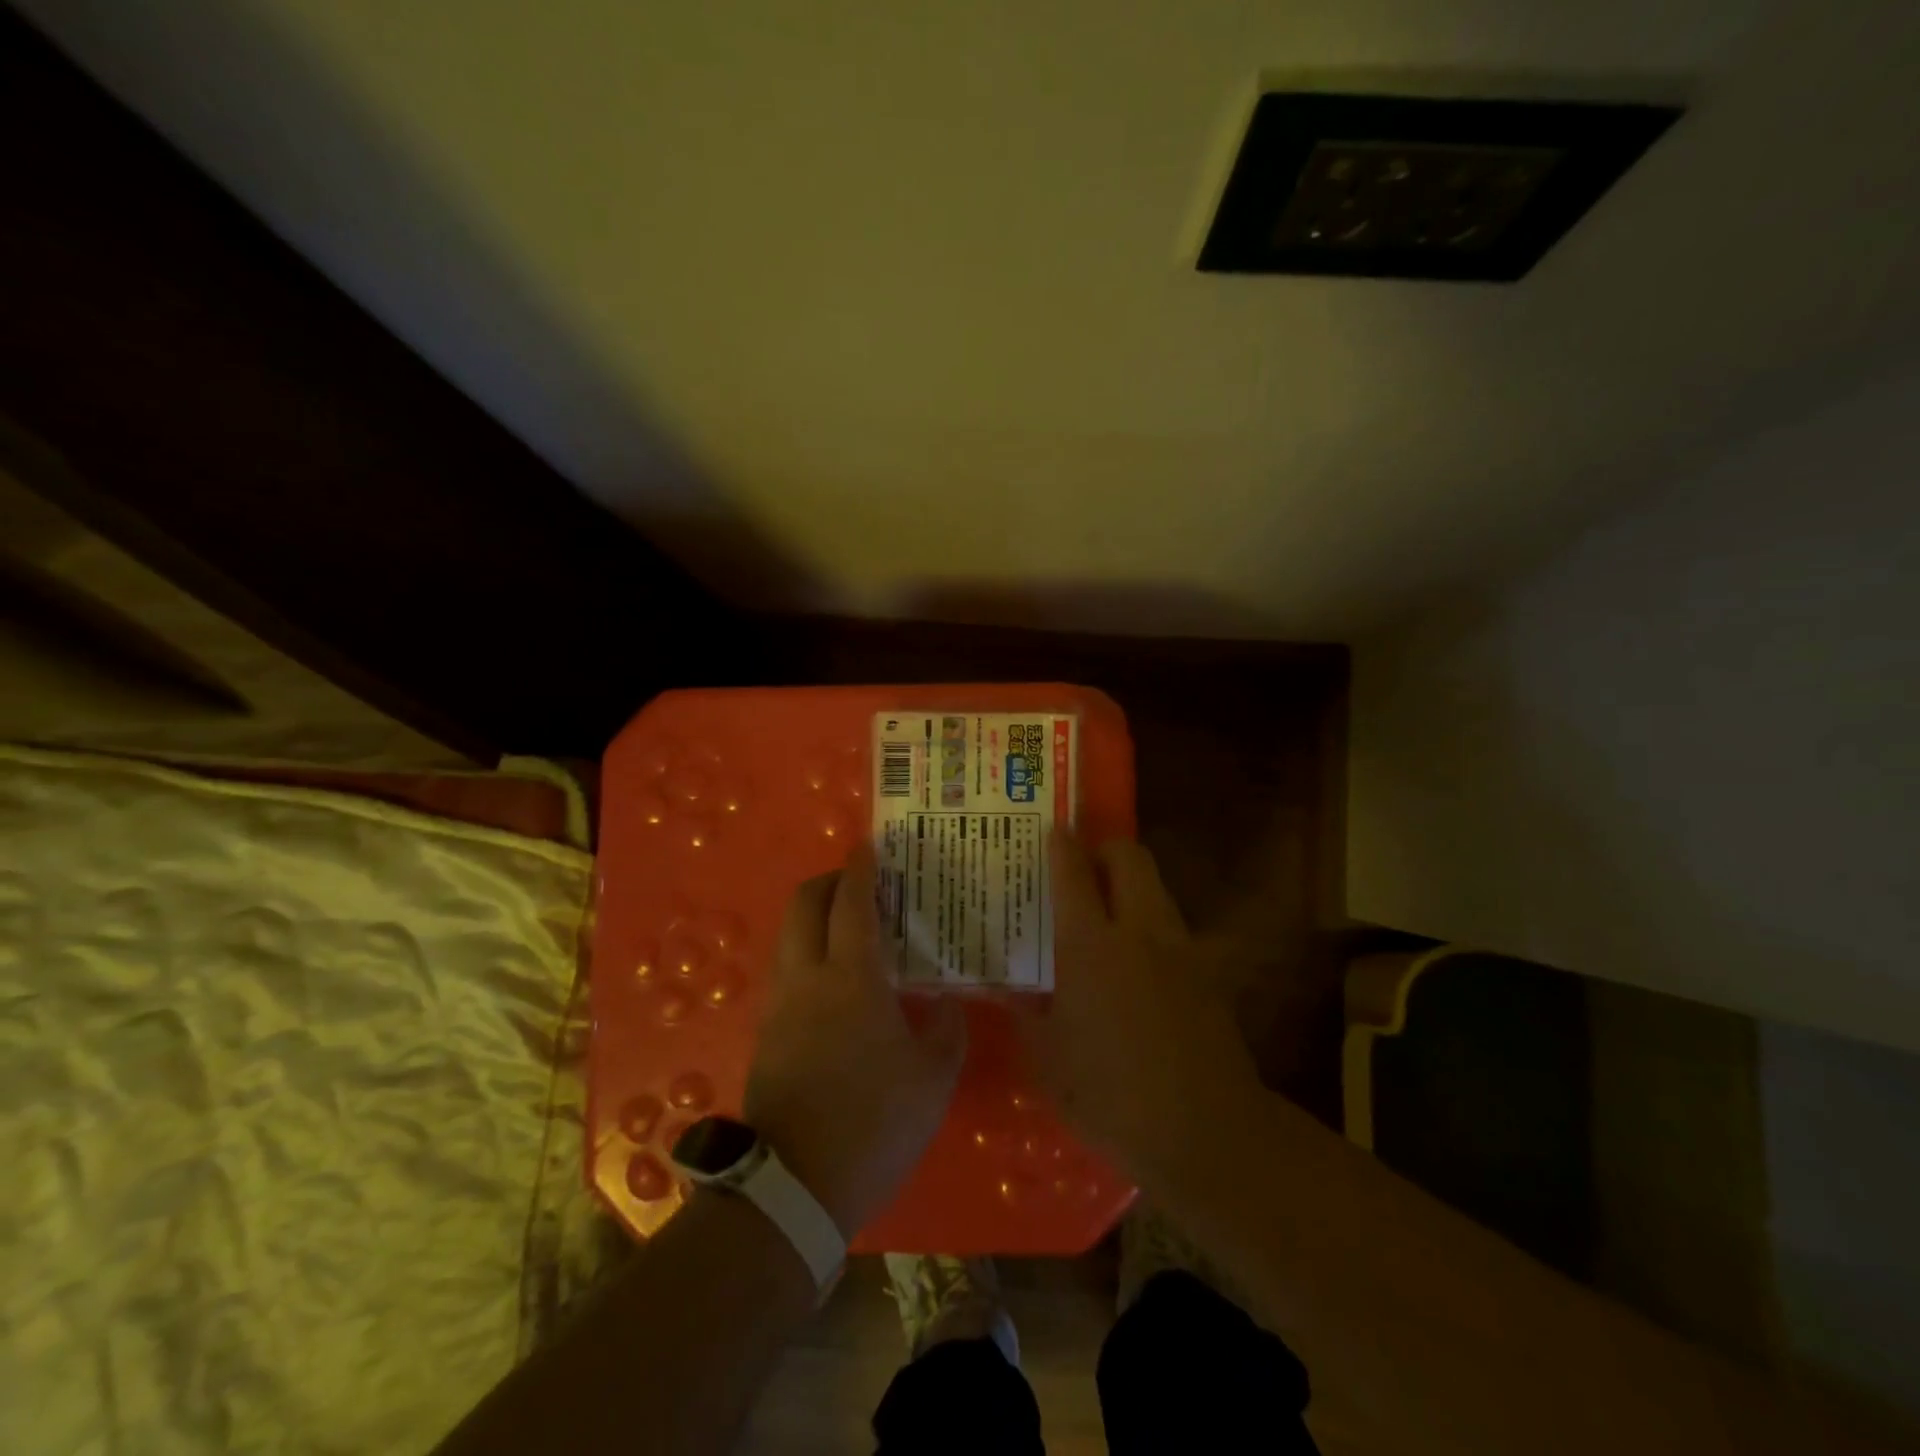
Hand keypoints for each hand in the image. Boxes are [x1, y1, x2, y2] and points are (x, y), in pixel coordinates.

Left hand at [744, 843, 967, 1237]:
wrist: (796, 1188)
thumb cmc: (875, 1123)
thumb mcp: (934, 1077)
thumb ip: (945, 1027)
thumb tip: (944, 999)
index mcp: (852, 979)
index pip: (851, 903)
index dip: (861, 869)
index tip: (871, 846)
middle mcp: (807, 978)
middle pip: (803, 904)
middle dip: (828, 882)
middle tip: (861, 884)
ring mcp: (780, 1005)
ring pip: (789, 935)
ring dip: (815, 917)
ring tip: (853, 930)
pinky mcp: (767, 1032)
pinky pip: (787, 970)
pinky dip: (808, 952)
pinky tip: (838, 980)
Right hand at [1017, 830, 1259, 1172]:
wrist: (1205, 1133)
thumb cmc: (1111, 1096)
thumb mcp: (1048, 1058)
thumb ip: (1025, 1013)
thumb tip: (1008, 988)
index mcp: (1091, 945)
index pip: (1073, 872)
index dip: (1061, 844)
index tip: (1051, 830)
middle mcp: (1139, 930)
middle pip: (1130, 857)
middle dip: (1104, 848)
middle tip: (1079, 867)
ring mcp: (1180, 949)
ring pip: (1155, 887)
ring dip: (1129, 883)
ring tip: (1103, 911)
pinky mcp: (1206, 973)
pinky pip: (1172, 925)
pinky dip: (1149, 922)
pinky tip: (1134, 961)